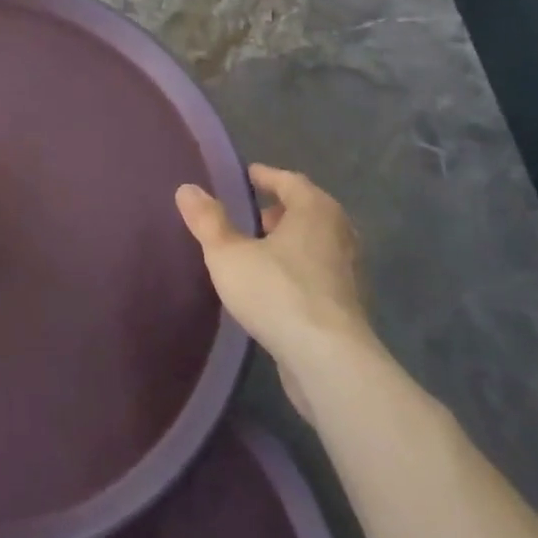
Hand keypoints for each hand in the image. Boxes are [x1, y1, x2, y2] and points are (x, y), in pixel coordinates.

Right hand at [176, 165, 369, 422]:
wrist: (329, 361)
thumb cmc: (277, 293)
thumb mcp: (228, 254)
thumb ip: (207, 220)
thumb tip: (187, 189)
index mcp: (315, 210)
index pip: (290, 180)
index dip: (266, 176)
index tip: (246, 177)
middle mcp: (340, 232)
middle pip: (309, 210)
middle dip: (280, 209)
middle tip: (252, 215)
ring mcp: (349, 270)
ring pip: (317, 242)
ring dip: (291, 241)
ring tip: (260, 250)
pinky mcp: (349, 304)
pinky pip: (321, 271)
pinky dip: (300, 268)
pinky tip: (277, 285)